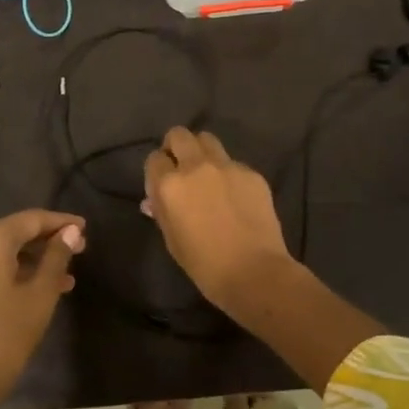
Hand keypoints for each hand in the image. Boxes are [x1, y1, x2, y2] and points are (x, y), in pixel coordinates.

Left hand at [0, 209, 84, 408]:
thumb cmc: (6, 336)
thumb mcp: (40, 295)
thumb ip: (57, 257)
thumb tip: (70, 232)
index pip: (31, 219)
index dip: (60, 222)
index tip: (85, 228)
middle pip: (14, 232)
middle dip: (47, 241)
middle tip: (79, 250)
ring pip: (2, 251)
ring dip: (33, 259)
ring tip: (66, 275)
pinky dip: (13, 271)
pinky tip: (39, 286)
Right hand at [142, 127, 292, 307]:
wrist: (254, 272)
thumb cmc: (204, 265)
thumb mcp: (172, 240)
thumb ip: (161, 212)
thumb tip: (153, 200)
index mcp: (170, 185)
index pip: (154, 159)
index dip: (157, 170)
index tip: (162, 183)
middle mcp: (196, 166)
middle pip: (179, 135)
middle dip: (175, 146)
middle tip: (181, 166)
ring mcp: (227, 166)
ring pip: (207, 140)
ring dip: (202, 152)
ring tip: (207, 174)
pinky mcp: (252, 173)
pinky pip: (233, 163)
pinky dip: (228, 174)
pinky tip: (235, 197)